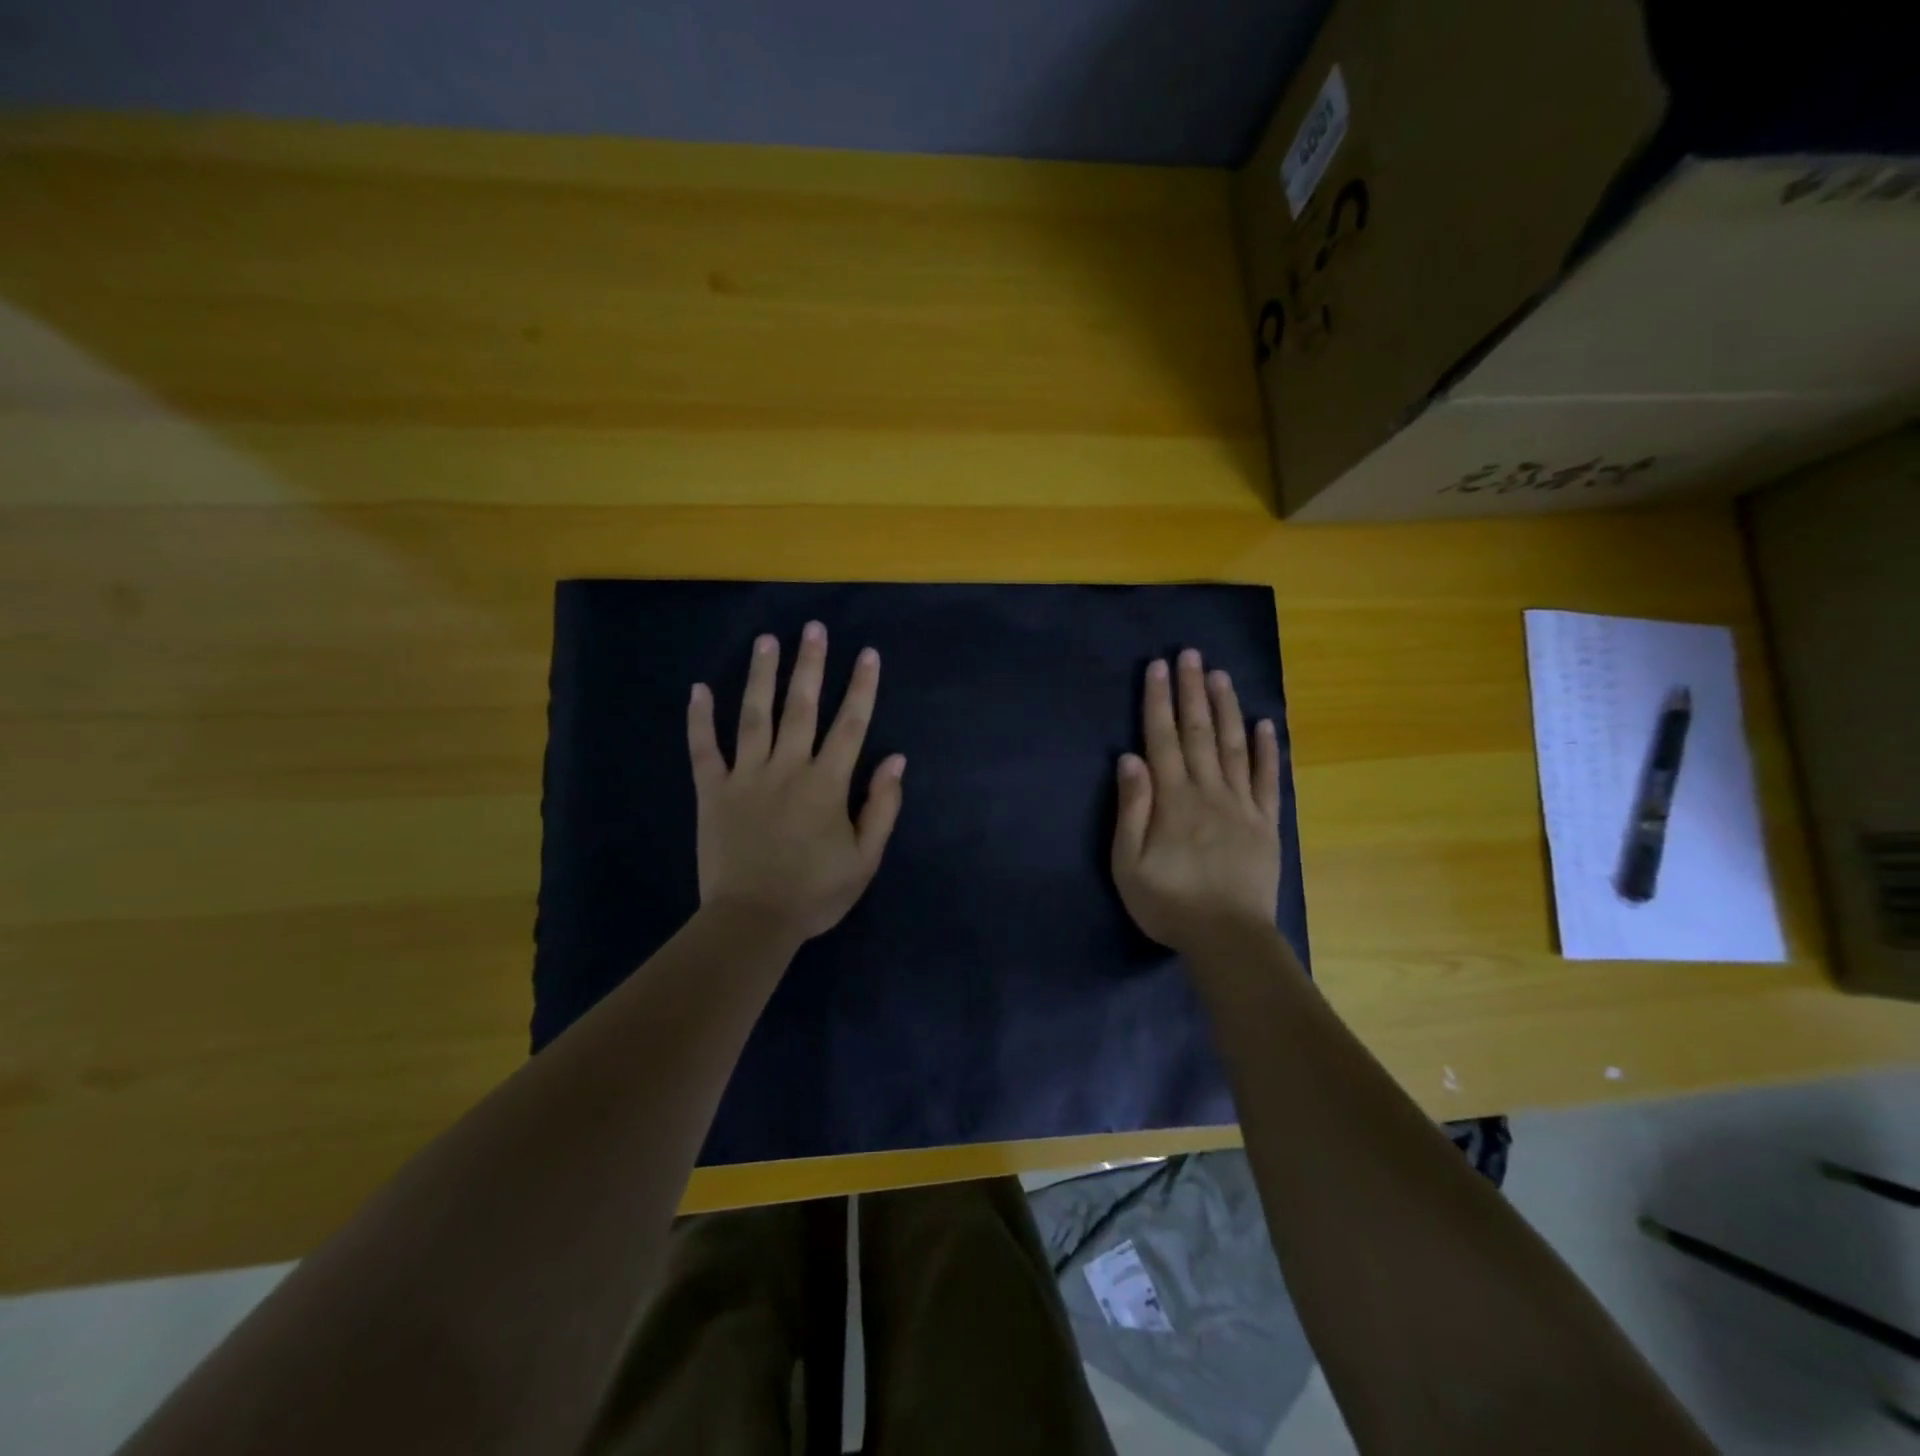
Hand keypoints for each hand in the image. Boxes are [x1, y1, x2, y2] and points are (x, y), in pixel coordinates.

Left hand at [688, 622, 905, 947]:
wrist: (753, 922)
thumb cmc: (815, 893)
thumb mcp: (865, 858)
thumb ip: (882, 806)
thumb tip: (897, 760)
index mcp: (827, 784)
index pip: (850, 725)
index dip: (861, 687)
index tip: (867, 653)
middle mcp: (787, 769)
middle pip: (801, 708)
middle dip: (810, 665)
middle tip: (813, 628)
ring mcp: (746, 777)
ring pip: (754, 716)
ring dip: (761, 676)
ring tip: (767, 641)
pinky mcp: (713, 792)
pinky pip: (704, 750)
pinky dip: (699, 720)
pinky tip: (698, 689)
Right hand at [1112, 649, 1281, 955]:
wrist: (1228, 939)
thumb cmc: (1169, 903)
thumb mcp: (1129, 864)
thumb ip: (1131, 810)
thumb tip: (1129, 759)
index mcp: (1173, 800)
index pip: (1162, 740)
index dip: (1158, 701)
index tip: (1159, 667)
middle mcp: (1208, 791)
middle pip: (1198, 733)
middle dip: (1192, 691)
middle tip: (1192, 654)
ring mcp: (1242, 805)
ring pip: (1234, 746)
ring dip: (1226, 708)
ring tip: (1221, 676)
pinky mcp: (1266, 823)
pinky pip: (1268, 779)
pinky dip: (1268, 750)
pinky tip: (1265, 724)